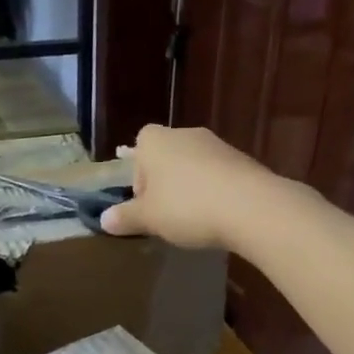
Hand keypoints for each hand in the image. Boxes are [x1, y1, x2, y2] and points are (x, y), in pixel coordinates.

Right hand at [98, 125, 282, 249]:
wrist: (249, 206)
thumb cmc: (186, 207)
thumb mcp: (149, 218)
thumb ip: (125, 217)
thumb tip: (104, 220)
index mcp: (155, 141)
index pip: (138, 148)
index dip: (138, 176)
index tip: (145, 204)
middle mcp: (185, 134)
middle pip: (166, 157)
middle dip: (164, 184)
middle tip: (167, 215)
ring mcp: (217, 144)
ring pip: (193, 166)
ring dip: (190, 188)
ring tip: (194, 219)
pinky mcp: (242, 160)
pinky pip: (218, 175)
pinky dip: (214, 191)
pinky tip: (219, 215)